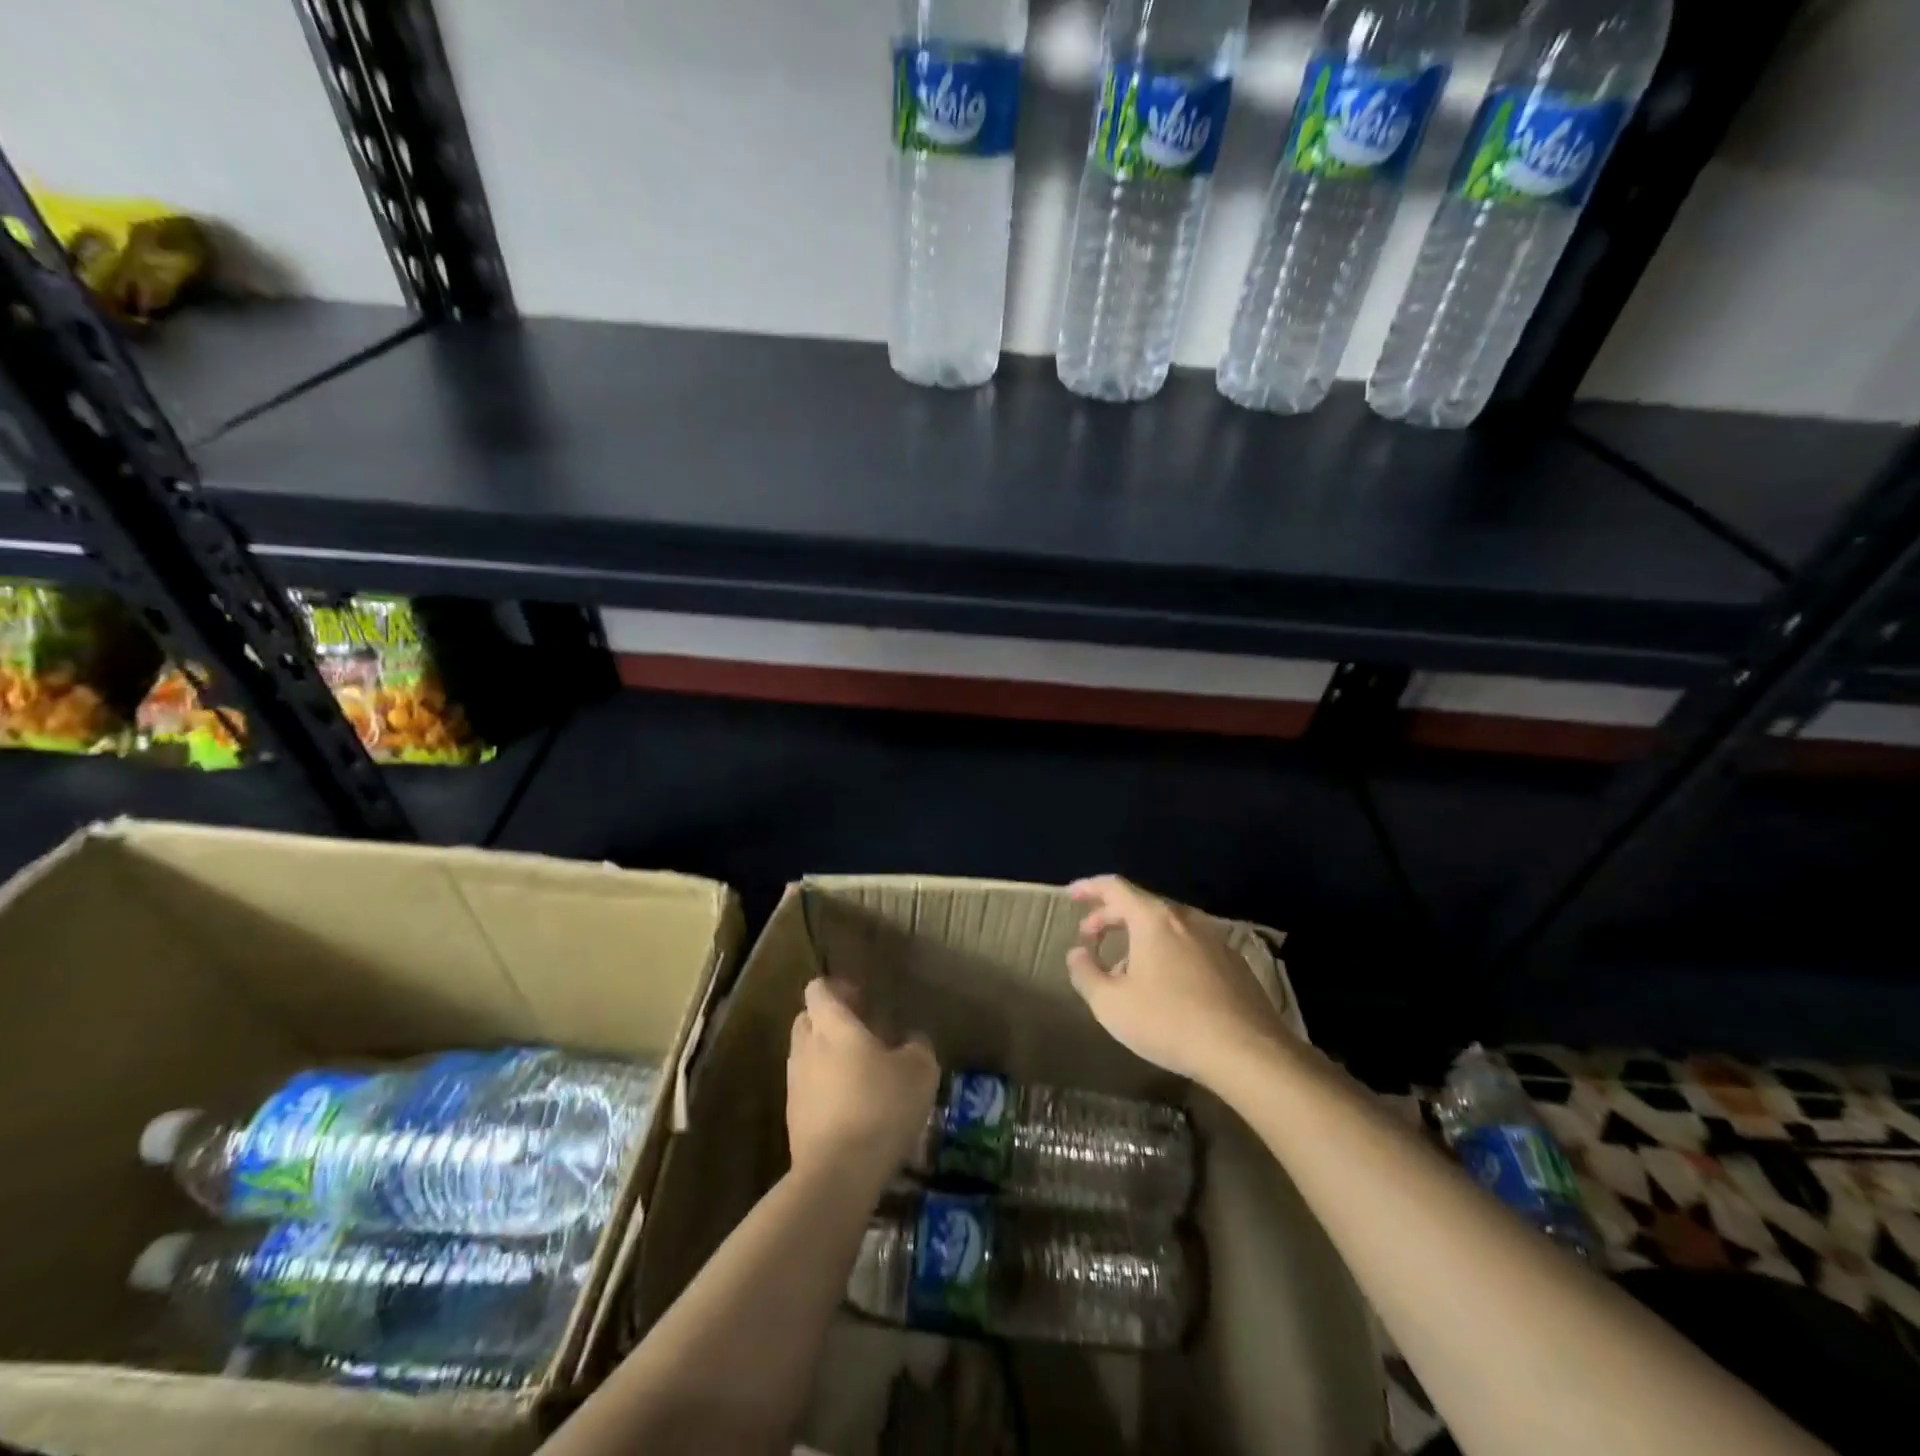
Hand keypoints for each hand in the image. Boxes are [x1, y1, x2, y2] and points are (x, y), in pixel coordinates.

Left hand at [787, 977, 938, 1182]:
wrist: (837, 1174)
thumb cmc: (881, 1107)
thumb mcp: (919, 1072)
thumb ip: (917, 1047)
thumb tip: (912, 1041)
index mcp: (832, 1025)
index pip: (819, 989)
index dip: (838, 989)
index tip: (863, 1001)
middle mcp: (806, 1047)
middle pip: (807, 1020)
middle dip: (830, 1022)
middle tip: (863, 1035)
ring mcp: (795, 1084)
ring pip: (806, 1056)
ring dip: (827, 1057)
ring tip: (860, 1075)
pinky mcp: (793, 1119)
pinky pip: (807, 1090)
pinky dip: (825, 1090)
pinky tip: (852, 1109)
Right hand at [1066, 875, 1290, 1085]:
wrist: (1248, 1052)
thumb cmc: (1170, 1022)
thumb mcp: (1111, 1005)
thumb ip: (1086, 973)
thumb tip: (1076, 954)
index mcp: (1153, 919)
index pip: (1114, 887)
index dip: (1089, 888)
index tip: (1071, 895)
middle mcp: (1185, 919)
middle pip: (1140, 904)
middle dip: (1110, 916)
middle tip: (1090, 935)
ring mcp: (1214, 938)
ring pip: (1166, 926)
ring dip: (1138, 937)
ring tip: (1123, 968)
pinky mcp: (1233, 962)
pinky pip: (1189, 944)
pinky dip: (1166, 951)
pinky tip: (1163, 984)